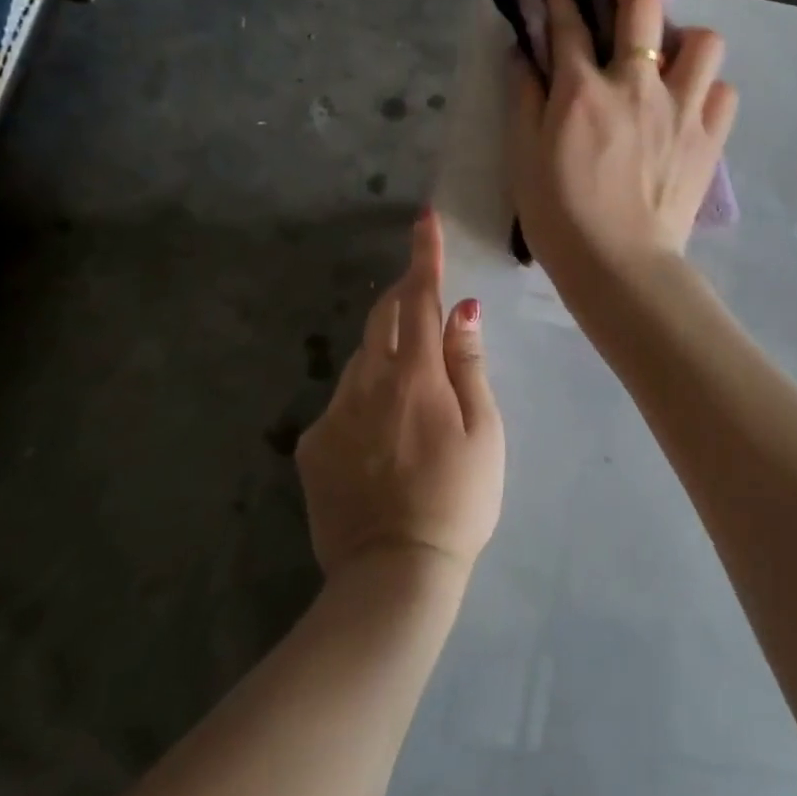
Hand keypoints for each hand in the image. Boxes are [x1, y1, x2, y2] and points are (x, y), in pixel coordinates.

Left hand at [296, 211, 504, 586]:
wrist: (393, 575)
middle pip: (381, 318)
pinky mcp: (311, 446)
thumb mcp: (485, 432)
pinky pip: (342, 401)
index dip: (423, 256)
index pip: (418, 298)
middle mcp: (366, 383)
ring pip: (360, 360)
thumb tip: (462, 310)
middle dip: (402, 296)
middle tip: (425, 299)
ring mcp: (333, 414)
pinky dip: (365, 397)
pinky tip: (382, 440)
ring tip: (412, 393)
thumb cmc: (459, 500)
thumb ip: (469, 365)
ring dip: (386, 353)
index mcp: (415, 376)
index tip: (423, 220)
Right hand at [507, 0, 737, 291]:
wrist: (619, 267)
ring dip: (684, 37)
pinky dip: (709, 89)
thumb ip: (523, 99)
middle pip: (642, 4)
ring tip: (668, 56)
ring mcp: (681, 110)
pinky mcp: (708, 140)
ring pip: (704, 41)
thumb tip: (523, 56)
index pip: (570, 23)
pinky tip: (691, 103)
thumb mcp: (523, 158)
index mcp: (583, 90)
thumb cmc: (560, 217)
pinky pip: (724, 93)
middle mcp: (637, 85)